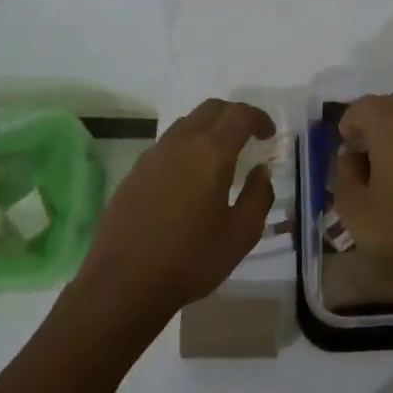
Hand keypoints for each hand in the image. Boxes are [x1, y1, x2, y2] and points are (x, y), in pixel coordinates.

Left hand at [74, 98, 274, 325]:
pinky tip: (190, 179)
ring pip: (186, 123)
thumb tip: (261, 172)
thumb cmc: (190, 259)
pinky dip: (187, 147)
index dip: (259, 118)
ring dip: (208, 129)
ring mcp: (153, 155)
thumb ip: (258, 196)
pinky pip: (167, 145)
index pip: (240, 115)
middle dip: (234, 116)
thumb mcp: (240, 234)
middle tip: (249, 137)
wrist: (123, 283)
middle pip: (211, 109)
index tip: (269, 133)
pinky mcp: (134, 172)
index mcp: (210, 152)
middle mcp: (180, 143)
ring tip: (220, 157)